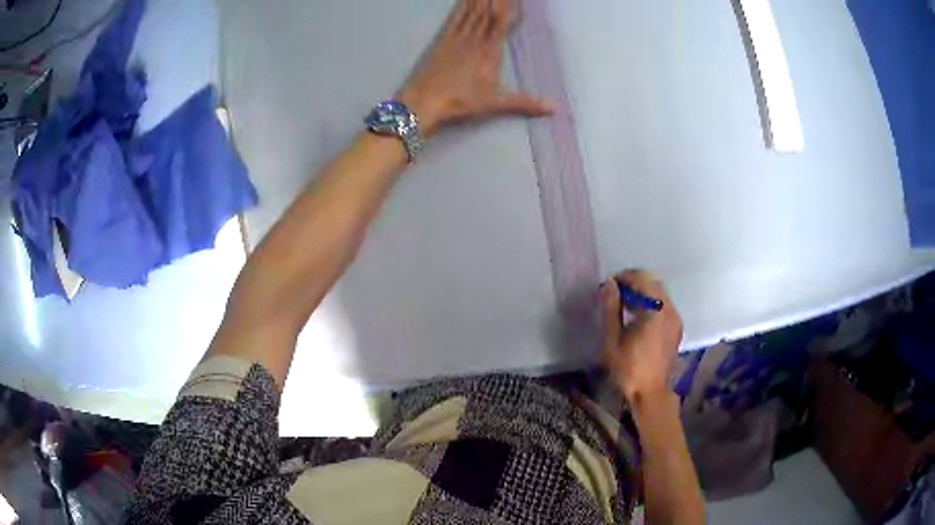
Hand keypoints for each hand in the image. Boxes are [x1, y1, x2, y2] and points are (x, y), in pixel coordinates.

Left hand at [397, 0, 553, 136]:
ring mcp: (457, 38)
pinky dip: (461, 6)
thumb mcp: (496, 103)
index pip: (501, 21)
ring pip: (472, 11)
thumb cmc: (460, 101)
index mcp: (489, 51)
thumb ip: (526, 103)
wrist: (425, 101)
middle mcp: (474, 39)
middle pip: (487, 11)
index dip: (508, 6)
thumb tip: (555, 108)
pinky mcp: (443, 40)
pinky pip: (455, 17)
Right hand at [600, 270, 683, 405]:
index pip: (643, 280)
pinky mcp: (676, 329)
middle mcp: (670, 311)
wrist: (649, 392)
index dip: (625, 277)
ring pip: (660, 295)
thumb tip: (609, 285)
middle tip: (615, 293)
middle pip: (654, 284)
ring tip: (624, 305)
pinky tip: (637, 317)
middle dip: (634, 284)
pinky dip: (651, 305)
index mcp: (656, 311)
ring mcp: (676, 320)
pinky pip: (664, 307)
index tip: (609, 285)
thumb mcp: (613, 338)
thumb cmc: (628, 367)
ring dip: (643, 294)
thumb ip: (611, 308)